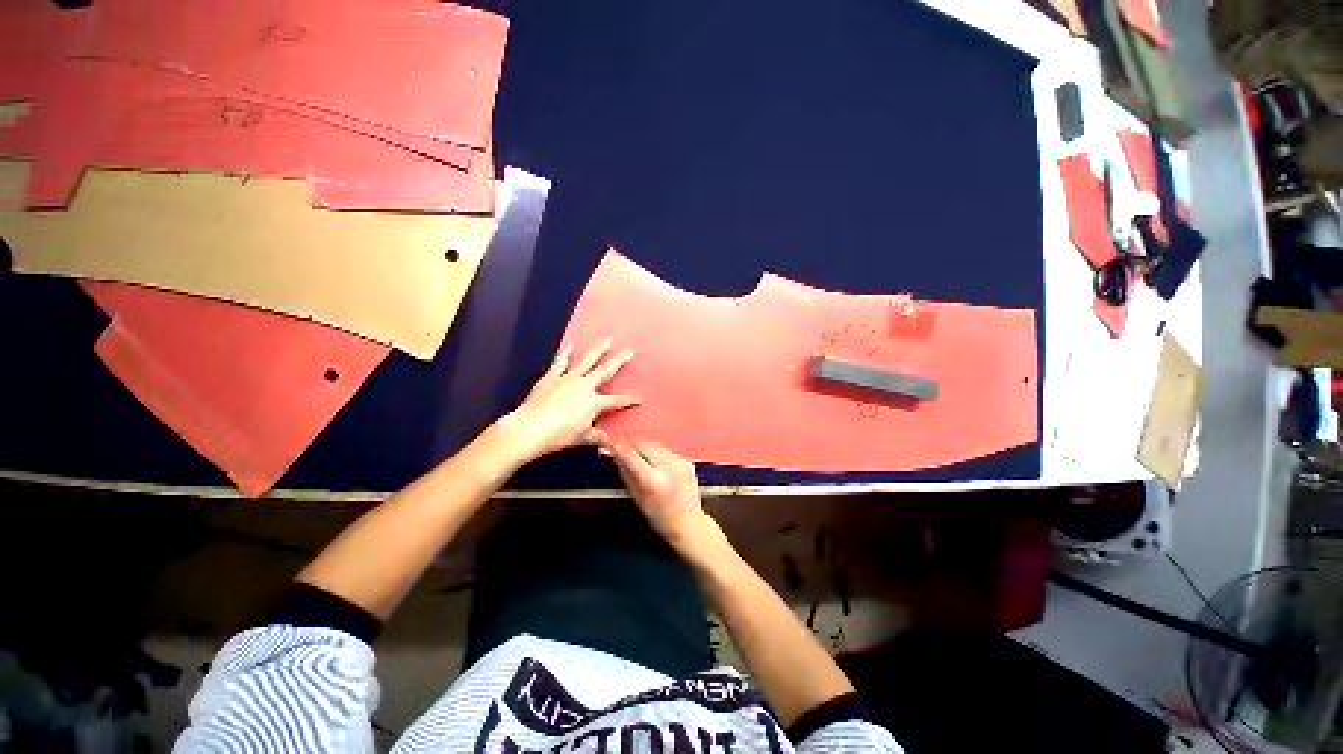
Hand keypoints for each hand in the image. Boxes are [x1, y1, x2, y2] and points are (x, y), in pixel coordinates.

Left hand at [500, 340, 640, 460]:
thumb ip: (595, 436)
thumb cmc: (559, 435)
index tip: (640, 398)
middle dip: (620, 361)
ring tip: (606, 340)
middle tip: (630, 352)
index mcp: (594, 402)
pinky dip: (565, 354)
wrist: (531, 428)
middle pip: (606, 371)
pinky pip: (560, 363)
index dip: (629, 400)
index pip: (617, 401)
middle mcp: (585, 386)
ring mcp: (568, 379)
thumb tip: (607, 440)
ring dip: (597, 351)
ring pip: (587, 362)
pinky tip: (570, 347)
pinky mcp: (552, 377)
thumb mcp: (581, 437)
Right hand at [607, 440, 714, 550]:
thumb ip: (626, 473)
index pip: (630, 455)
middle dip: (631, 443)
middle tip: (621, 445)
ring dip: (644, 447)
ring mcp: (679, 462)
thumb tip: (616, 455)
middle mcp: (667, 467)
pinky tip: (654, 461)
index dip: (619, 447)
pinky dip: (657, 453)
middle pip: (644, 445)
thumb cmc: (659, 516)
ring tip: (636, 452)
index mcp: (652, 480)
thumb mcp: (637, 497)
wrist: (689, 523)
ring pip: (655, 445)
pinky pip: (666, 451)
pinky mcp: (687, 461)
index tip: (611, 444)